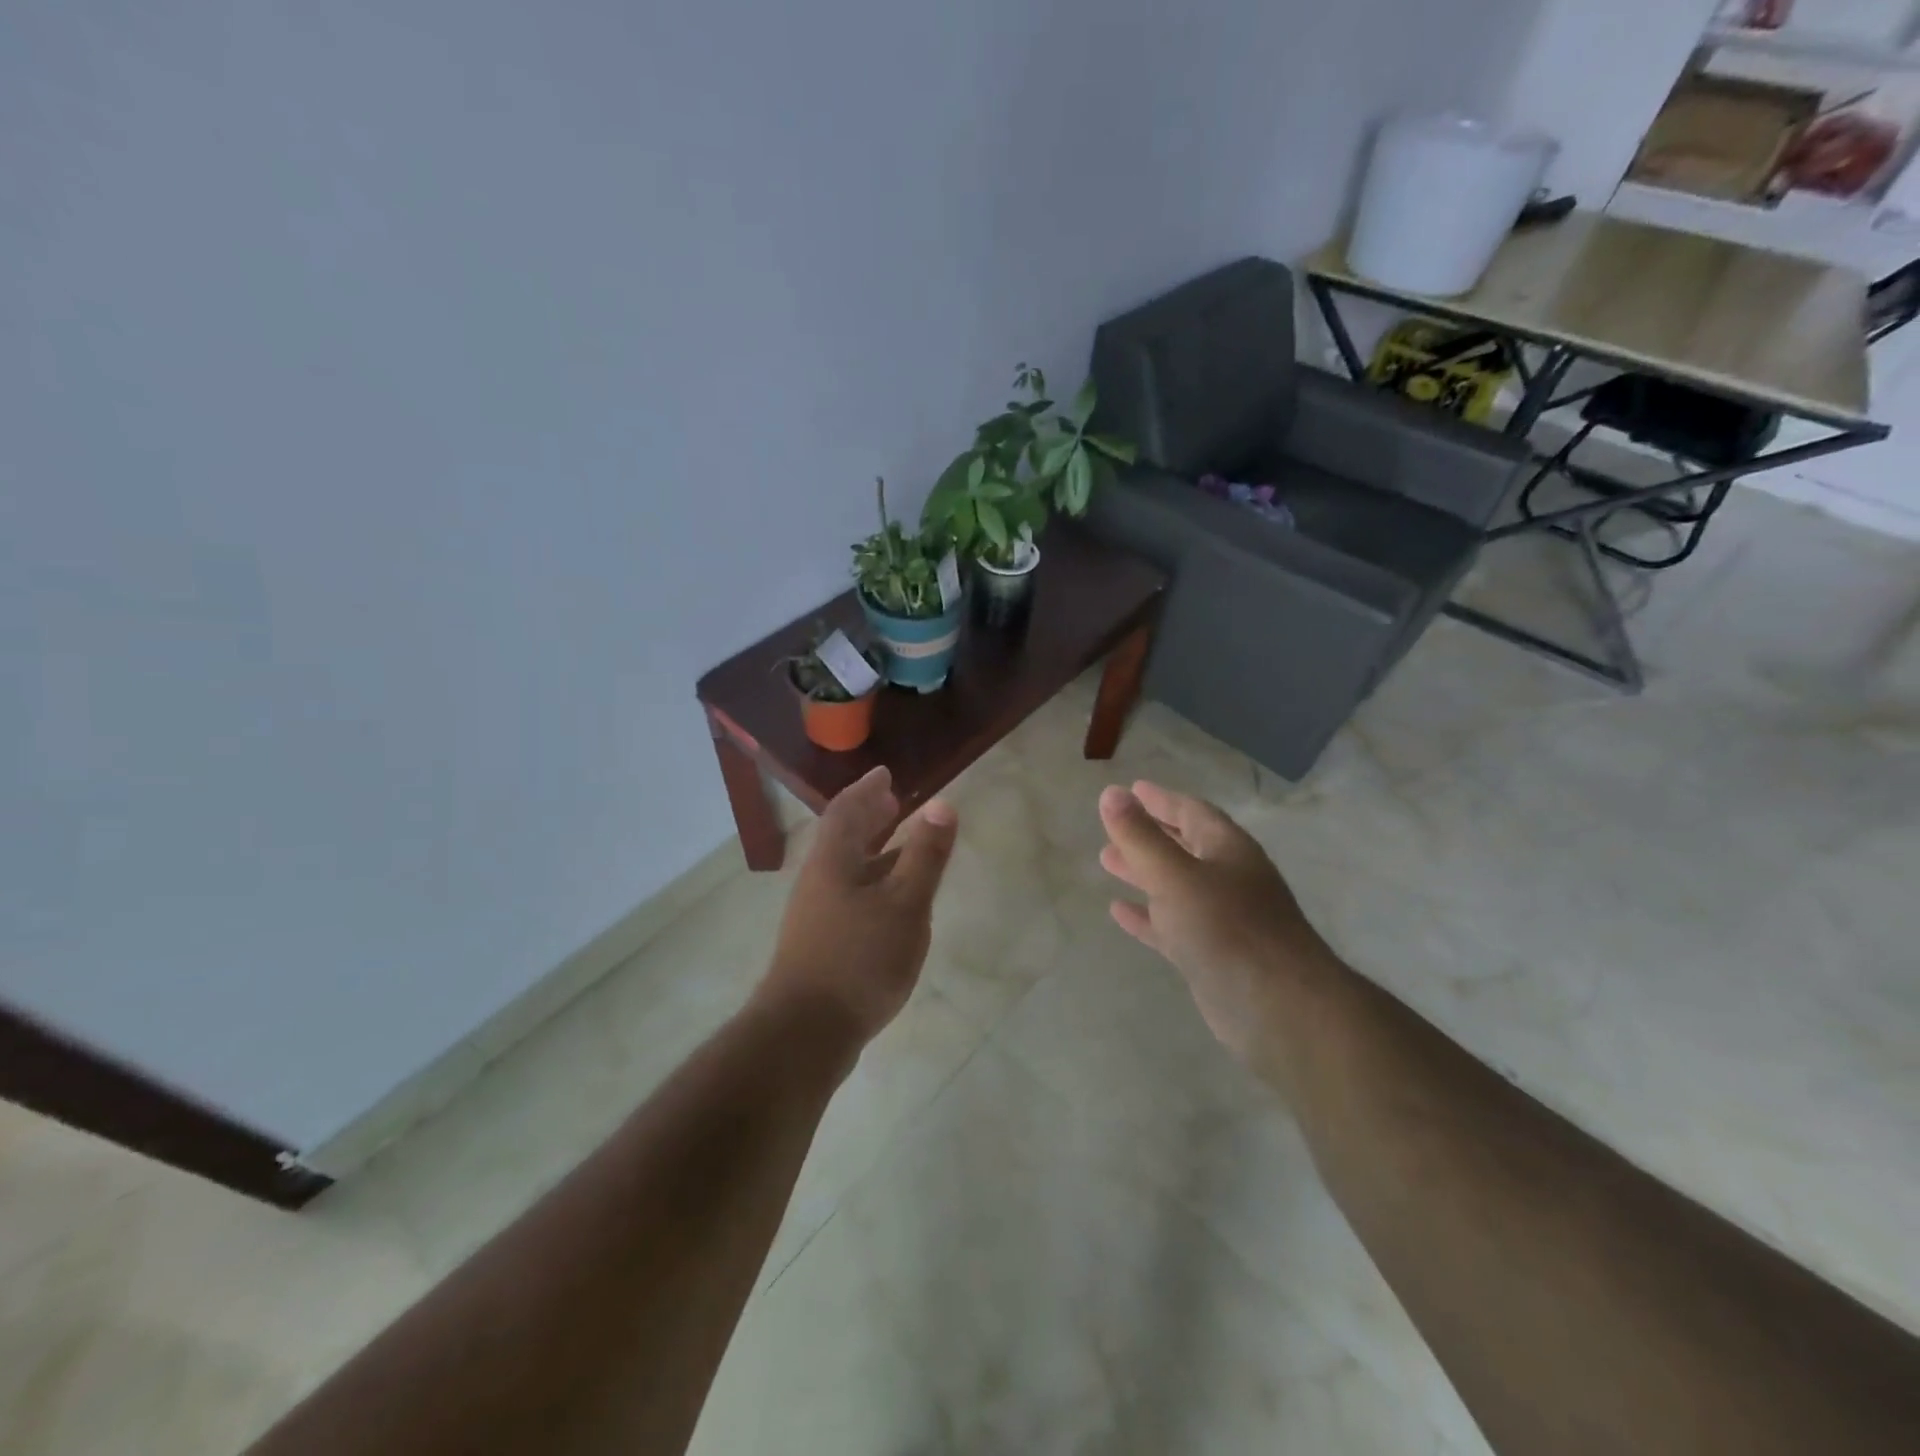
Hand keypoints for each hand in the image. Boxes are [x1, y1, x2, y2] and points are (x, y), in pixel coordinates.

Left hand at [759, 766, 958, 1049]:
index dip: (867, 788)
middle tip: (893, 801)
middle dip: (869, 816)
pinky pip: (849, 894)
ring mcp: (816, 914)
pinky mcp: (820, 943)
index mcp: (834, 861)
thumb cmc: (859, 959)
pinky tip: (891, 902)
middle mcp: (819, 880)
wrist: (805, 1032)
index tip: (886, 774)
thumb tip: (943, 804)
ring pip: (846, 868)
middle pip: (843, 837)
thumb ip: (925, 855)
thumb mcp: (904, 904)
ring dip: (872, 849)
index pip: (847, 810)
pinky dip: (872, 882)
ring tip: (901, 844)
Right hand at [1099, 781, 1335, 1060]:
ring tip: (1107, 861)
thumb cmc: (1227, 928)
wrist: (1278, 1008)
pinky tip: (1119, 911)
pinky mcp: (1213, 955)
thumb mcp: (1174, 876)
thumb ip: (1140, 837)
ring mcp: (1223, 919)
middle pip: (1184, 846)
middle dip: (1149, 835)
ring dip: (1143, 872)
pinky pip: (1173, 925)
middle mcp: (1229, 878)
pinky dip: (1147, 915)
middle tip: (1113, 827)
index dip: (1160, 799)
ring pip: (1176, 886)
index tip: (1130, 790)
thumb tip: (1110, 794)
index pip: (1191, 811)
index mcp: (1228, 849)